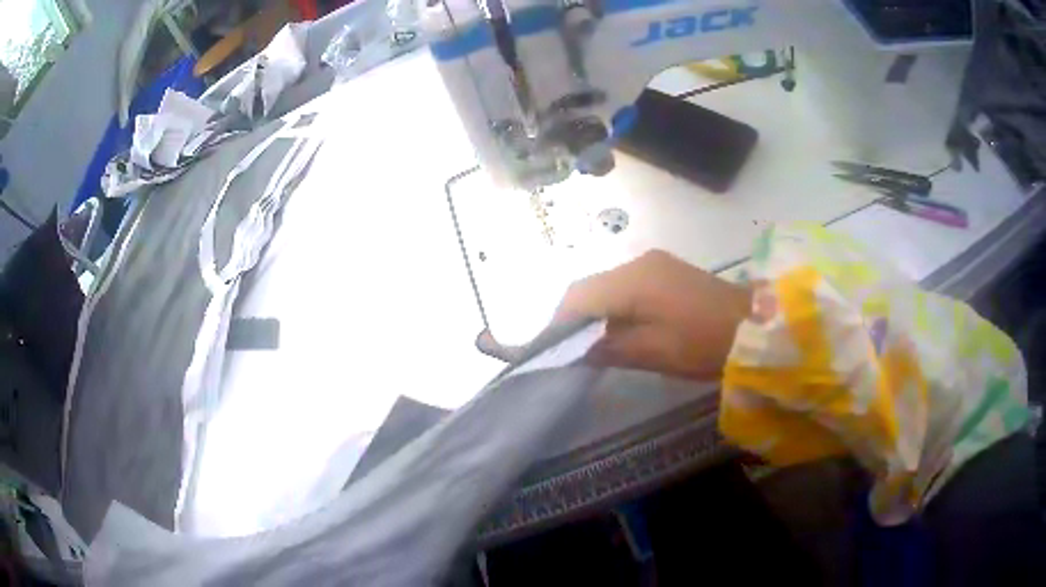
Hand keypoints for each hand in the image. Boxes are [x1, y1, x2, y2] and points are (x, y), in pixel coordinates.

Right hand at [553, 250, 750, 380]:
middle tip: (567, 350)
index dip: (558, 323)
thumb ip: (608, 349)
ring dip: (595, 312)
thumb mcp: (653, 353)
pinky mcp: (667, 271)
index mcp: (633, 280)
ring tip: (591, 344)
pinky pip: (627, 286)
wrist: (755, 327)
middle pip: (591, 287)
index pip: (578, 296)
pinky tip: (619, 328)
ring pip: (608, 285)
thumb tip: (577, 351)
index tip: (549, 350)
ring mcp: (655, 264)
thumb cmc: (703, 343)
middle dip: (574, 318)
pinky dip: (615, 306)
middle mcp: (639, 262)